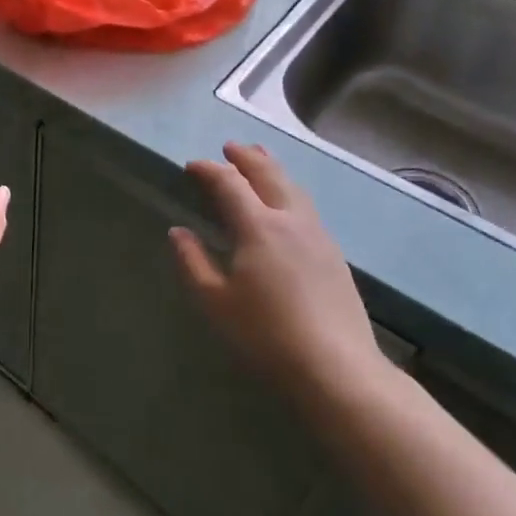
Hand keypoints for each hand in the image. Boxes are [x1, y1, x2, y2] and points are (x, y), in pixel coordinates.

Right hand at [170, 143, 390, 410]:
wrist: (337, 369)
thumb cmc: (266, 335)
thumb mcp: (215, 301)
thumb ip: (193, 262)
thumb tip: (178, 232)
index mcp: (258, 227)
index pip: (229, 184)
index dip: (209, 170)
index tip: (191, 166)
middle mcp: (291, 221)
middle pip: (269, 175)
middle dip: (247, 158)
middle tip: (230, 147)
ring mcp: (318, 236)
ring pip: (294, 189)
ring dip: (273, 169)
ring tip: (261, 160)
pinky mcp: (334, 255)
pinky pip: (307, 207)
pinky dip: (289, 191)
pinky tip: (287, 205)